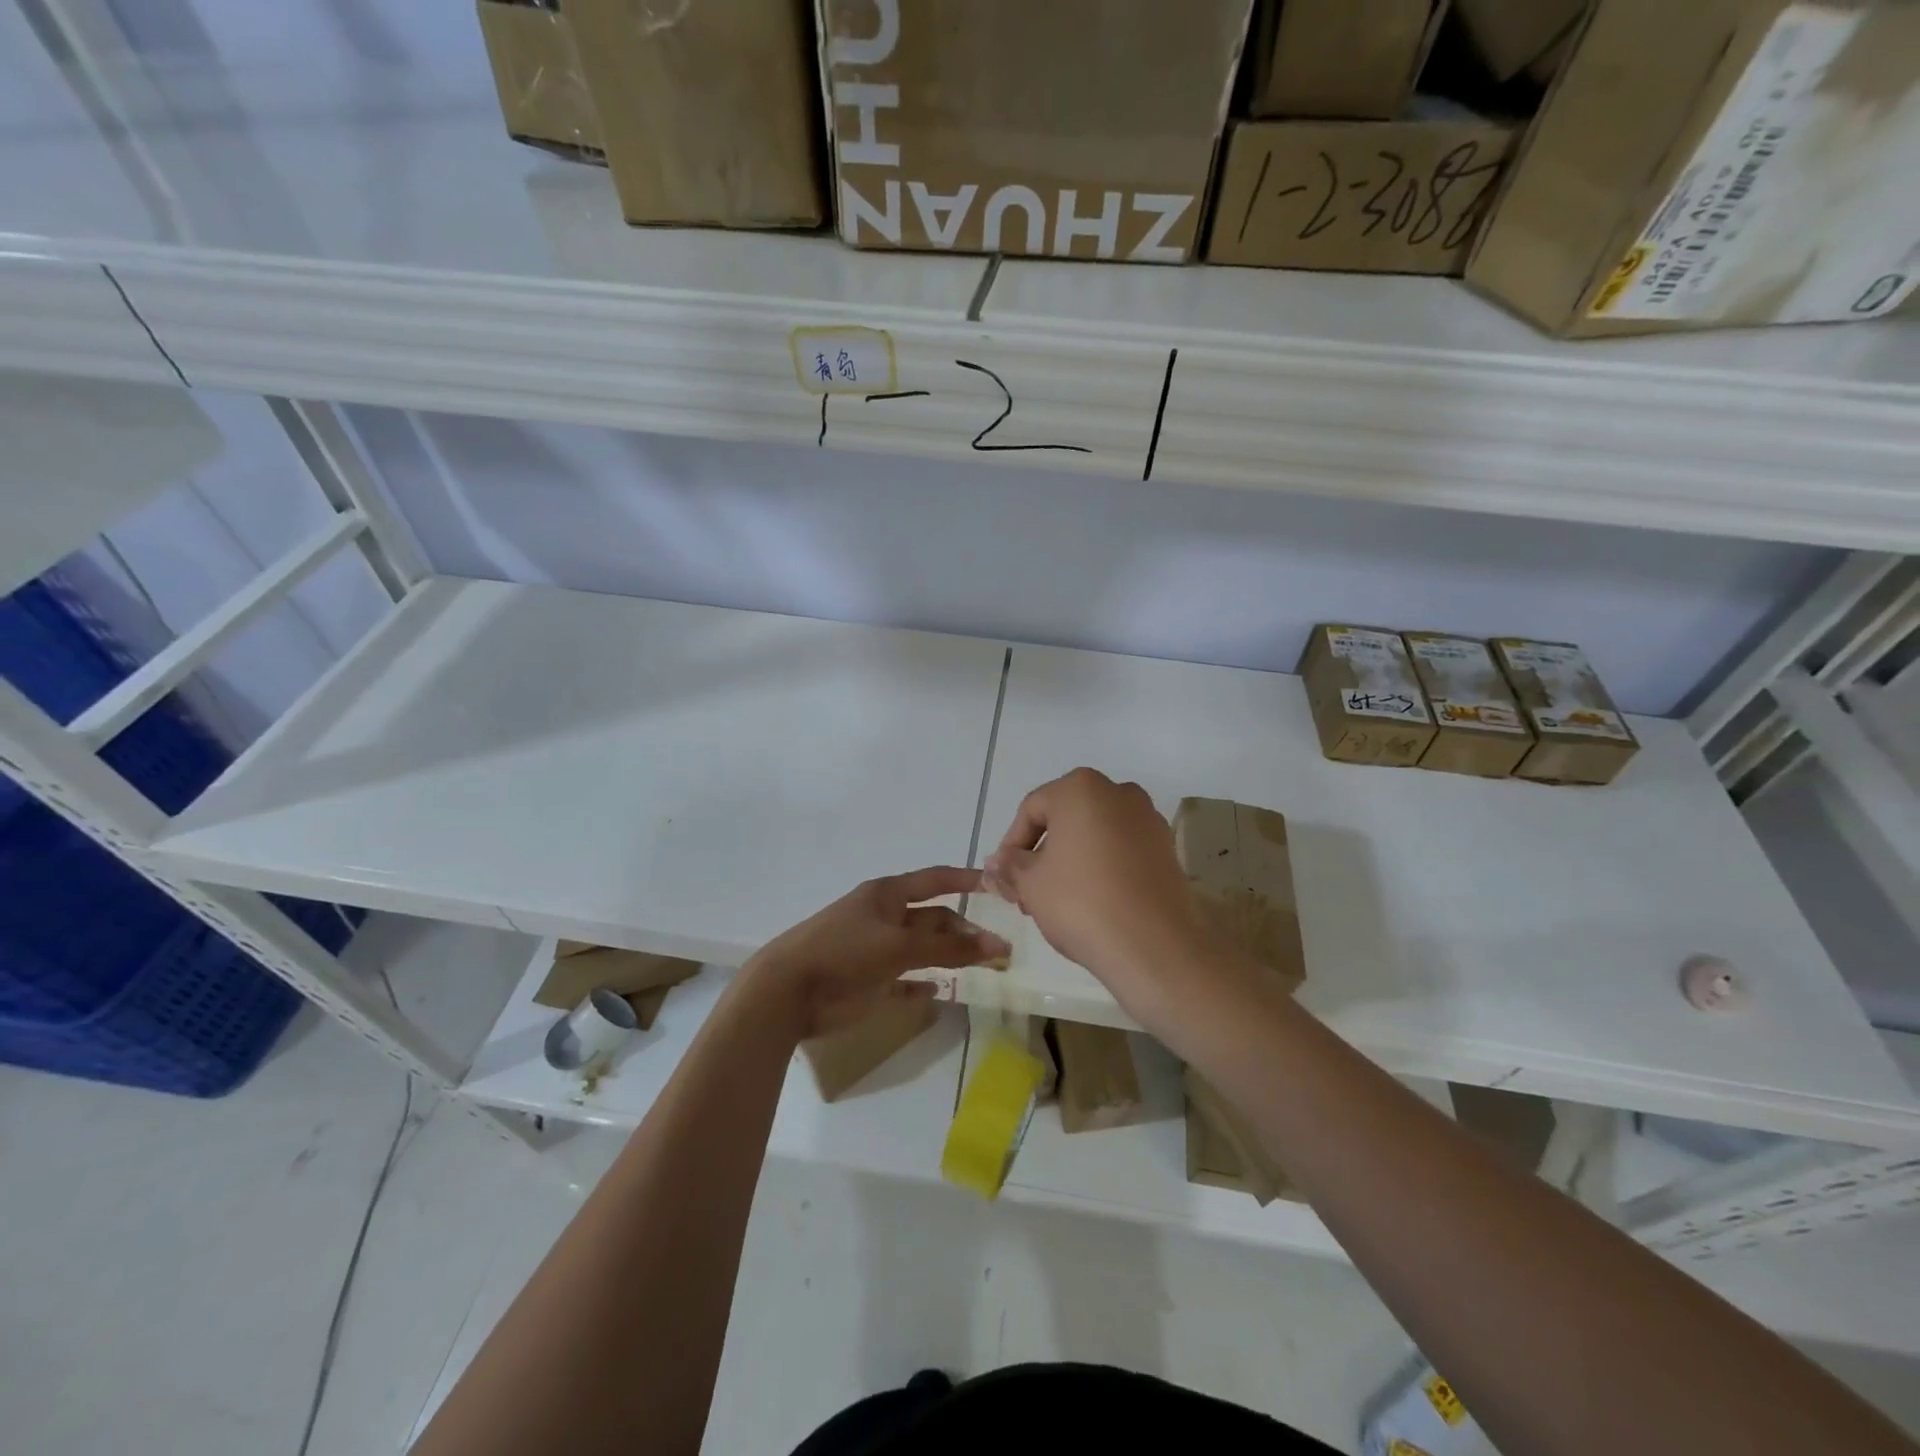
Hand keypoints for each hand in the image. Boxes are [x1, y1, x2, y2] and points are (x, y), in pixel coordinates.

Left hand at [742, 867, 1010, 1041]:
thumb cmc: (845, 953)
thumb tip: (997, 945)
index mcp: (887, 895)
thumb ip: (948, 947)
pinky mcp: (869, 980)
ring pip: (923, 948)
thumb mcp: (899, 945)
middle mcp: (884, 917)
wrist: (788, 991)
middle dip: (964, 929)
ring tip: (985, 967)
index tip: (996, 884)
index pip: (935, 880)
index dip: (965, 880)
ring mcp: (876, 949)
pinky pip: (904, 979)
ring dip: (951, 956)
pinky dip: (922, 983)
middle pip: (933, 917)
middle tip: (1000, 947)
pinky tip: (941, 990)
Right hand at [982, 768, 1223, 1026]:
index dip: (1011, 845)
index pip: (1031, 809)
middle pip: (1065, 819)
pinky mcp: (1166, 849)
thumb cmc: (1081, 902)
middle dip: (1041, 853)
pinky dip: (1102, 867)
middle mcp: (1118, 792)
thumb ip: (1009, 867)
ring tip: (1056, 901)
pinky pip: (1121, 850)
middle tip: (1026, 893)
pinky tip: (1091, 902)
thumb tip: (994, 863)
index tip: (1005, 879)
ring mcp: (1148, 819)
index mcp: (1081, 788)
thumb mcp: (1030, 884)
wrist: (1153, 946)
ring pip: (1094, 834)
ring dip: (1070, 861)